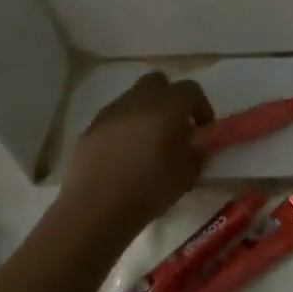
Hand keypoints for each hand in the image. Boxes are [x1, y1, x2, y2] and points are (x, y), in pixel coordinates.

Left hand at [52, 73, 213, 240]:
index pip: (192, 90)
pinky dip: (123, 129)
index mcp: (169, 106)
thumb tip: (197, 145)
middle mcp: (140, 100)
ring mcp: (111, 112)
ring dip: (144, 113)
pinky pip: (113, 119)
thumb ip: (198, 153)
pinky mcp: (90, 128)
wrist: (95, 208)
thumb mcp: (188, 176)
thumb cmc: (149, 189)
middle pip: (158, 83)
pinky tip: (123, 156)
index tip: (202, 130)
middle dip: (169, 99)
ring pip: (133, 99)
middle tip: (174, 126)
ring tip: (147, 144)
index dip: (201, 107)